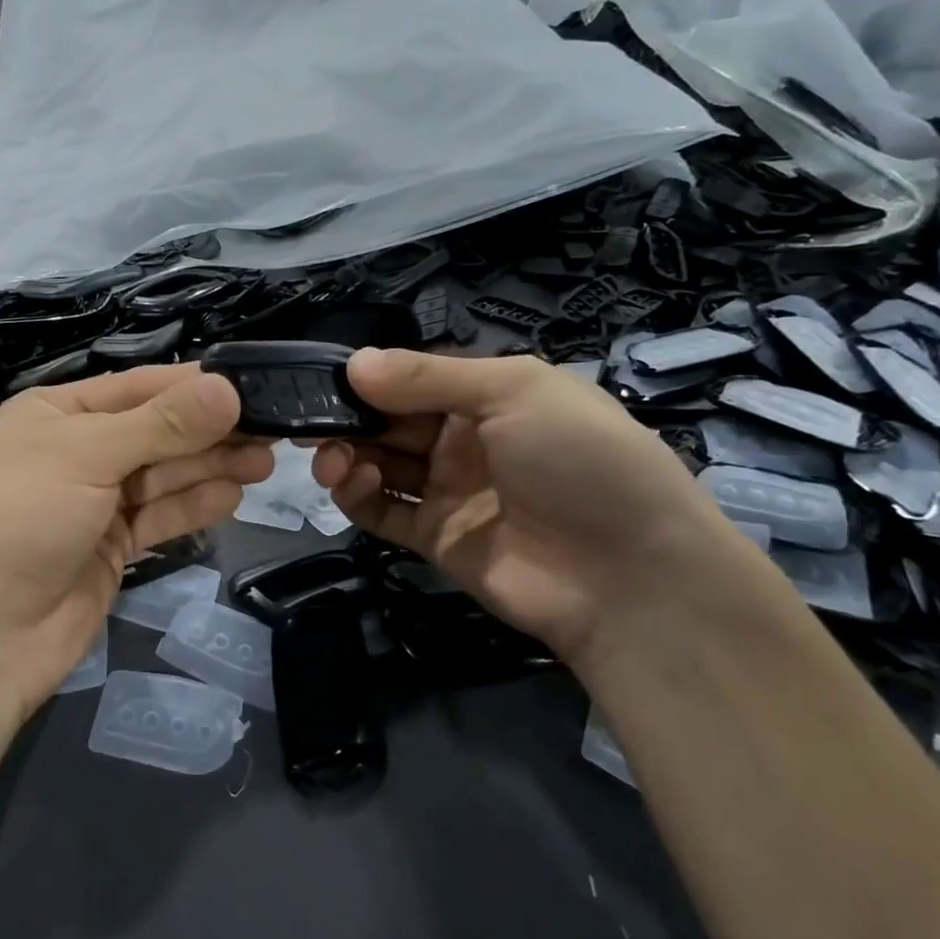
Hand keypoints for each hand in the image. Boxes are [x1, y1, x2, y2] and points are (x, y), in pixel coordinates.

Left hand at [0, 364, 271, 720]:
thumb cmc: (21, 519)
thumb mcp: (88, 456)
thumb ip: (162, 425)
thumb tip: (227, 388)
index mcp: (57, 413)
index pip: (137, 387)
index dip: (192, 386)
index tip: (250, 386)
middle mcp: (77, 451)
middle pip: (156, 432)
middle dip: (209, 430)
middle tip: (272, 429)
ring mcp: (95, 502)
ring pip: (163, 475)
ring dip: (210, 466)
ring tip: (264, 460)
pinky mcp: (111, 547)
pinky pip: (159, 517)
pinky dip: (193, 506)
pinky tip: (233, 496)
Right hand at [314, 348, 760, 666]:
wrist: (628, 576)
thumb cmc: (579, 458)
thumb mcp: (514, 391)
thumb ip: (428, 376)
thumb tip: (353, 362)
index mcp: (490, 395)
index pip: (415, 377)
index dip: (372, 376)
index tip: (327, 378)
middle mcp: (466, 439)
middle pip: (391, 419)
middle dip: (351, 416)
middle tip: (311, 422)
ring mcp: (450, 490)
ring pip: (381, 463)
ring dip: (348, 454)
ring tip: (332, 458)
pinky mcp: (436, 538)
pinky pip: (384, 512)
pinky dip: (359, 496)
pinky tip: (353, 484)